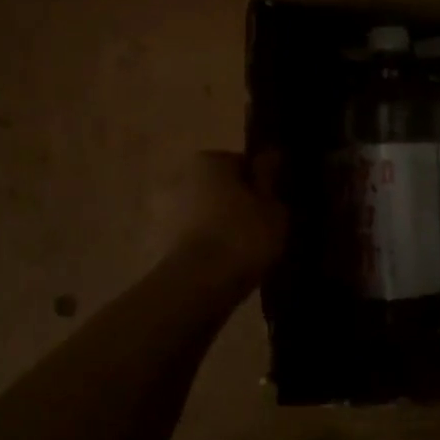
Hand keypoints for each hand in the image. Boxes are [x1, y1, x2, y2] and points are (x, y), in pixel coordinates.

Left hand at [167, 150, 288, 291]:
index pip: (243, 164)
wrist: (200, 284)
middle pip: (222, 188)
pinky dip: (211, 246)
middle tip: (266, 226)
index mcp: (209, 160)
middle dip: (240, 203)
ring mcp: (167, 211)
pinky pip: (197, 238)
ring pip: (208, 214)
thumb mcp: (273, 206)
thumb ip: (270, 178)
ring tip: (251, 250)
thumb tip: (270, 155)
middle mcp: (182, 177)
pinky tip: (230, 263)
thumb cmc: (243, 235)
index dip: (263, 184)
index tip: (276, 204)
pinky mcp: (162, 243)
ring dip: (224, 225)